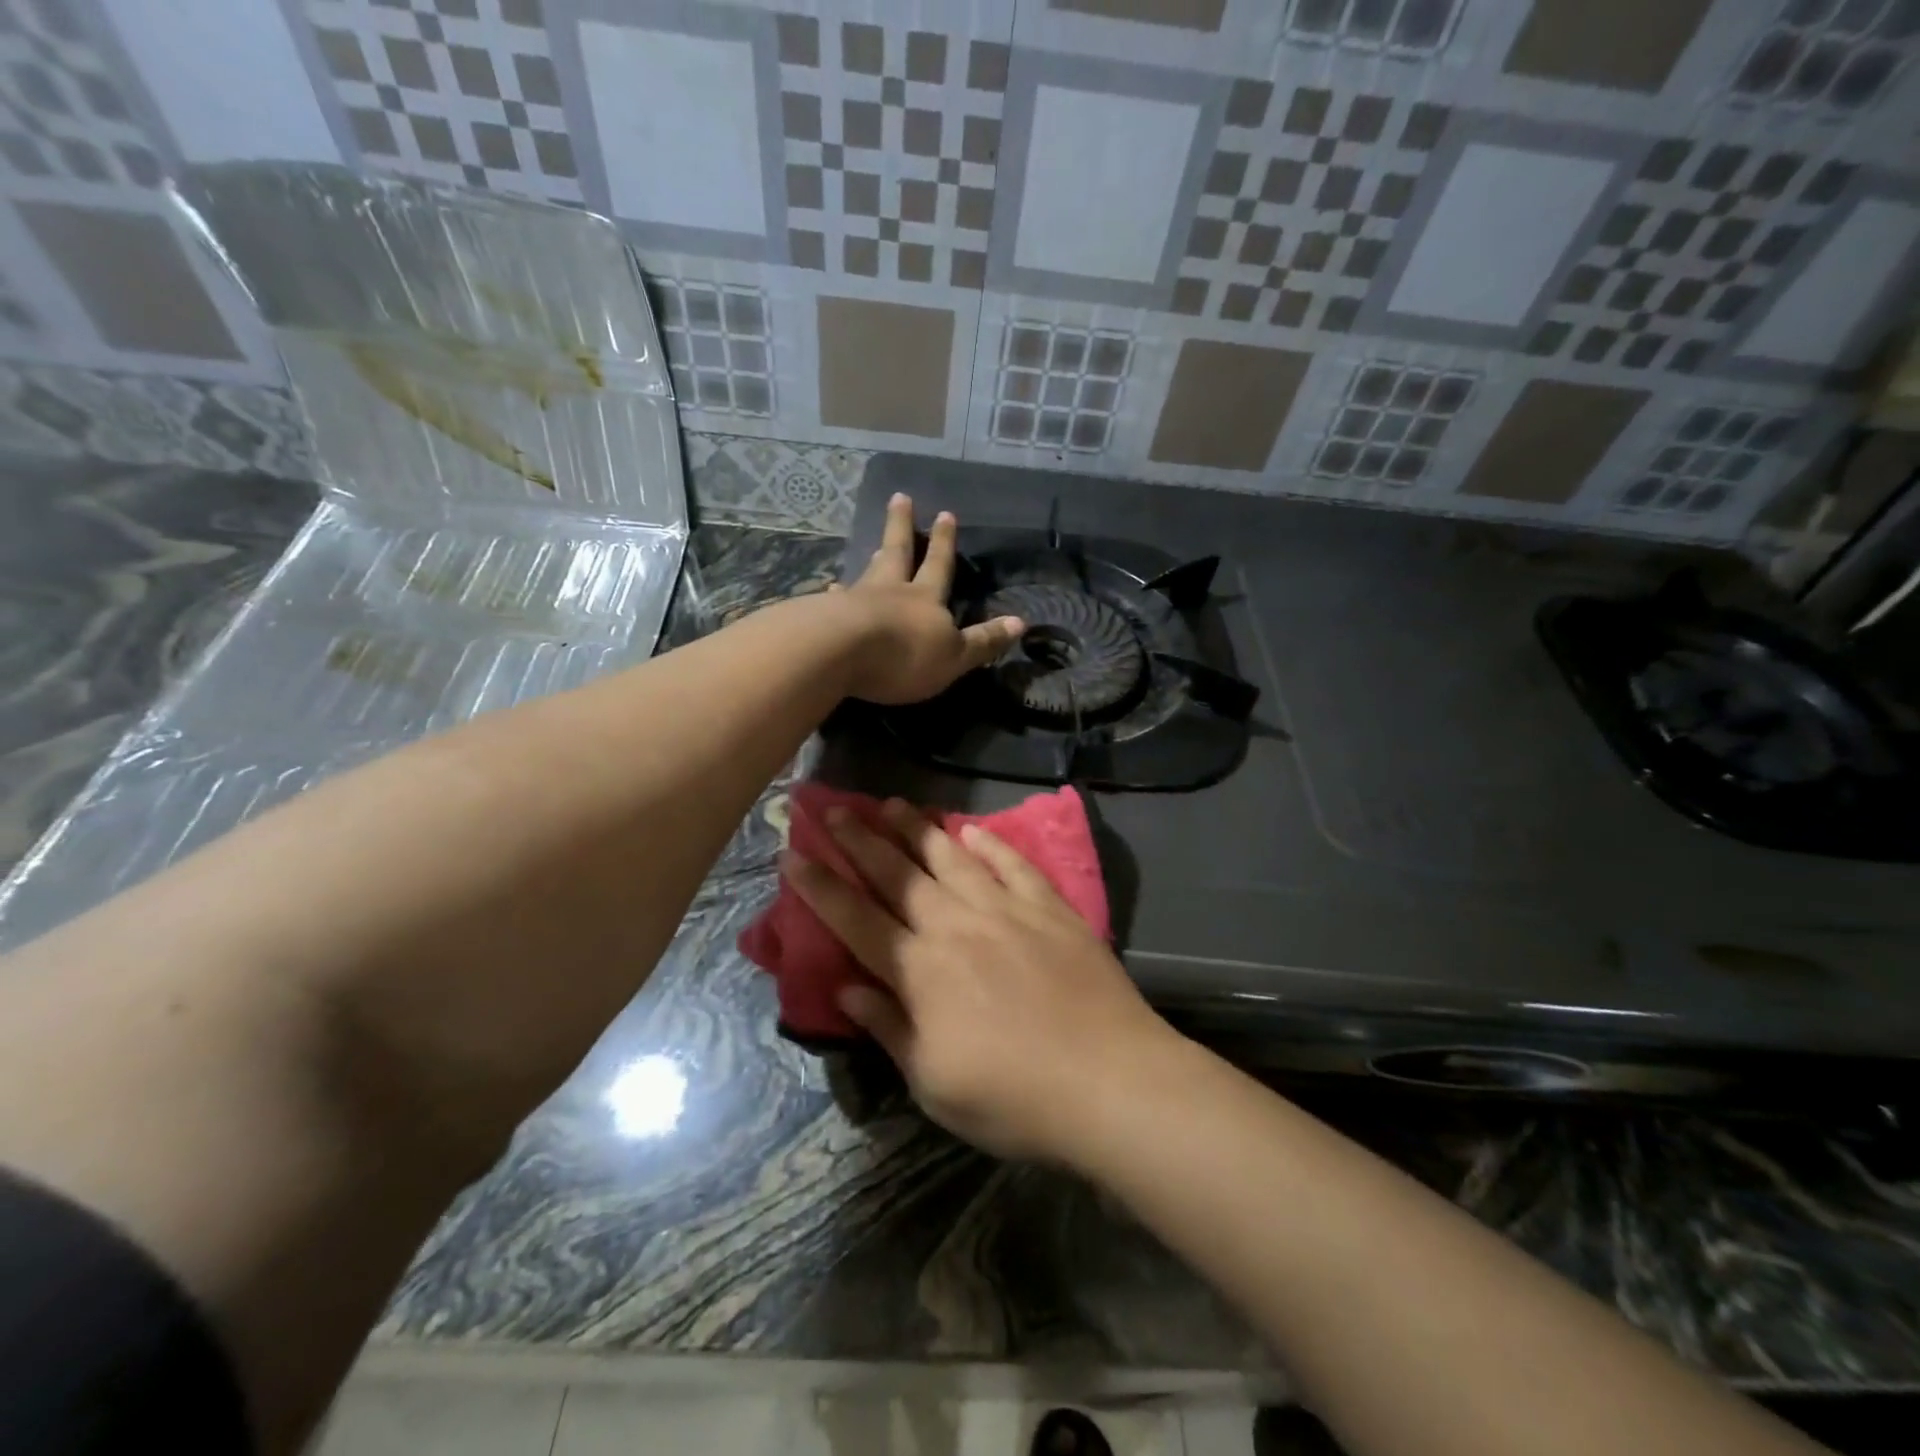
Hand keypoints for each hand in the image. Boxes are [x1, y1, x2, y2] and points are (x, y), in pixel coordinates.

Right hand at [784, 799, 1178, 1164]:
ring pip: (951, 858)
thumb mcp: (933, 1083)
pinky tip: (972, 828)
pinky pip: (1013, 865)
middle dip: (861, 839)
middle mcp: (955, 927)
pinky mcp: (1050, 908)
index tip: (793, 855)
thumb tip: (846, 987)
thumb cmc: (1013, 1098)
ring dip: (917, 829)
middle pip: (898, 875)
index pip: (855, 919)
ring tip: (891, 803)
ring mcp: (1006, 911)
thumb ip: (889, 1028)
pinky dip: (990, 844)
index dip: (821, 886)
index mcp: (920, 971)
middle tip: (834, 806)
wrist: (1110, 1081)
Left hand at [837, 493, 1023, 705]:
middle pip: (898, 552)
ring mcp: (855, 599)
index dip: (944, 543)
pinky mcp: (826, 615)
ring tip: (871, 545)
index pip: (939, 565)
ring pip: (868, 572)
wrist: (840, 652)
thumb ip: (984, 641)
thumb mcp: (955, 656)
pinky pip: (835, 599)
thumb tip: (1021, 622)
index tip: (945, 513)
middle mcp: (891, 590)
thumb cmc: (905, 654)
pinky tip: (829, 590)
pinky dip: (836, 594)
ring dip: (872, 558)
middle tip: (900, 498)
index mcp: (925, 598)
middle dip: (901, 526)